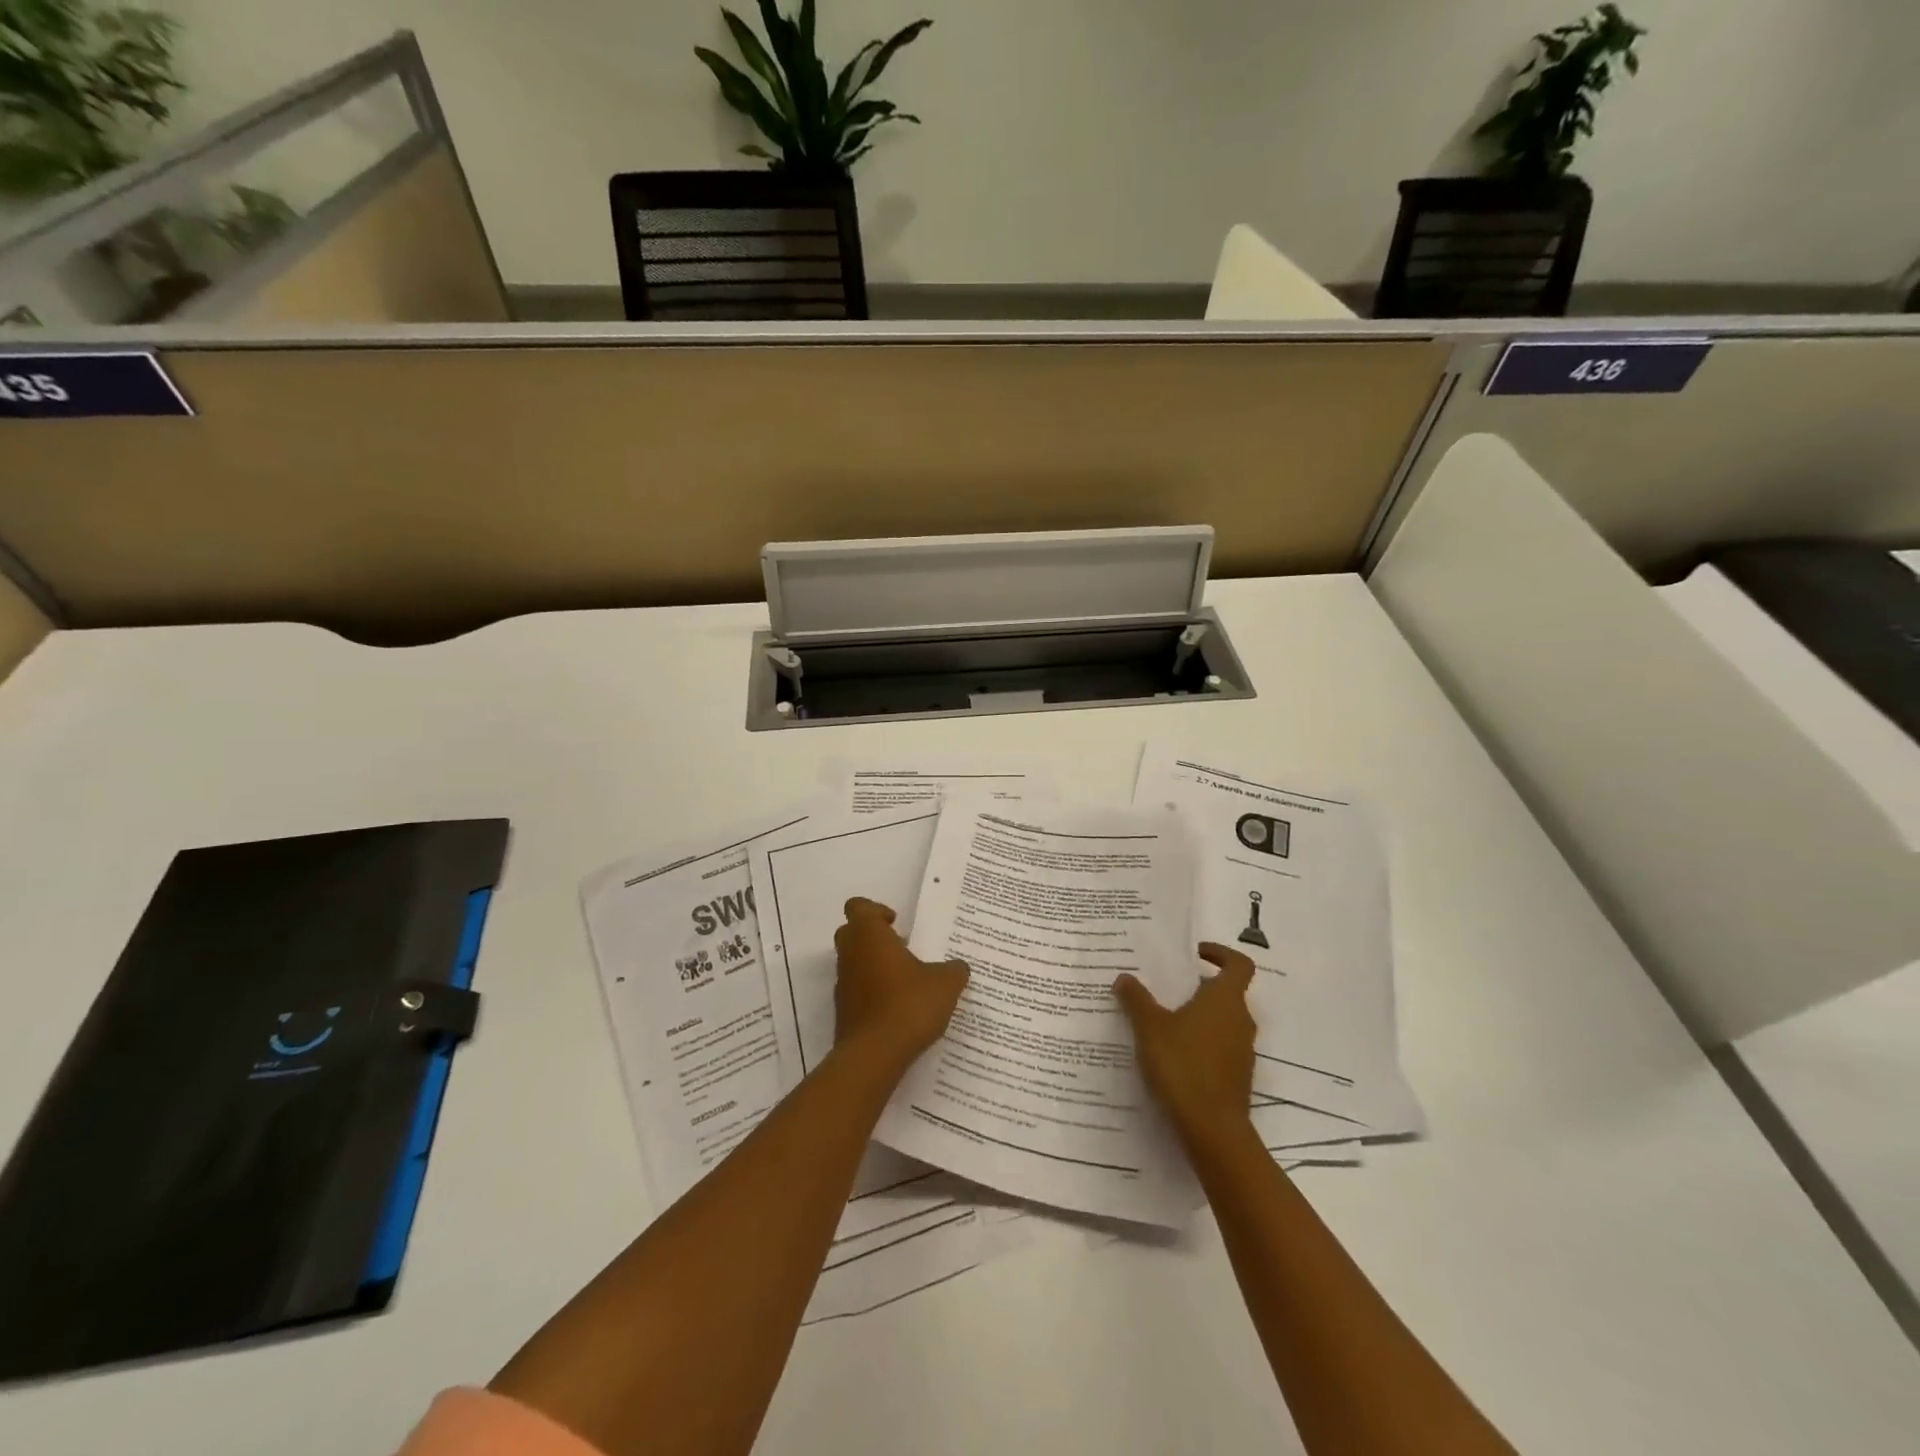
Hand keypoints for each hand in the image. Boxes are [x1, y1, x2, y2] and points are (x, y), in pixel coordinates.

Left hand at [833, 898, 969, 1069]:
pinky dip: (872, 993)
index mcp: (869, 935)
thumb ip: (954, 970)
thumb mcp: (945, 984)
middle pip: (851, 933)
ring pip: (853, 963)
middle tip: (901, 948)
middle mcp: (850, 955)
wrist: (875, 1056)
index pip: (858, 907)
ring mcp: (843, 985)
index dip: (876, 911)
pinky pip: (856, 991)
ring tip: (906, 981)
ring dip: (873, 966)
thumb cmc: (908, 1004)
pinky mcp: (843, 1012)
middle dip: (873, 937)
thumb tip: (958, 968)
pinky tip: (898, 1008)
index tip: (897, 924)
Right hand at [1114, 943, 1256, 1140]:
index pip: (1238, 964)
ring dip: (1199, 1017)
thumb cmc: (1183, 1065)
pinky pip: (1220, 1048)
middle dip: (1199, 988)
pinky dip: (1201, 1044)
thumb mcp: (1150, 1027)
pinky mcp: (1238, 1077)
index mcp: (1225, 999)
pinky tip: (1173, 1056)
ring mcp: (1243, 1051)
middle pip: (1227, 993)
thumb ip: (1136, 999)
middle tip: (1167, 989)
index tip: (1195, 954)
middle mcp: (1241, 1020)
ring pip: (1223, 1022)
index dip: (1220, 954)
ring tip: (1164, 1023)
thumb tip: (1125, 977)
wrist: (1212, 1130)